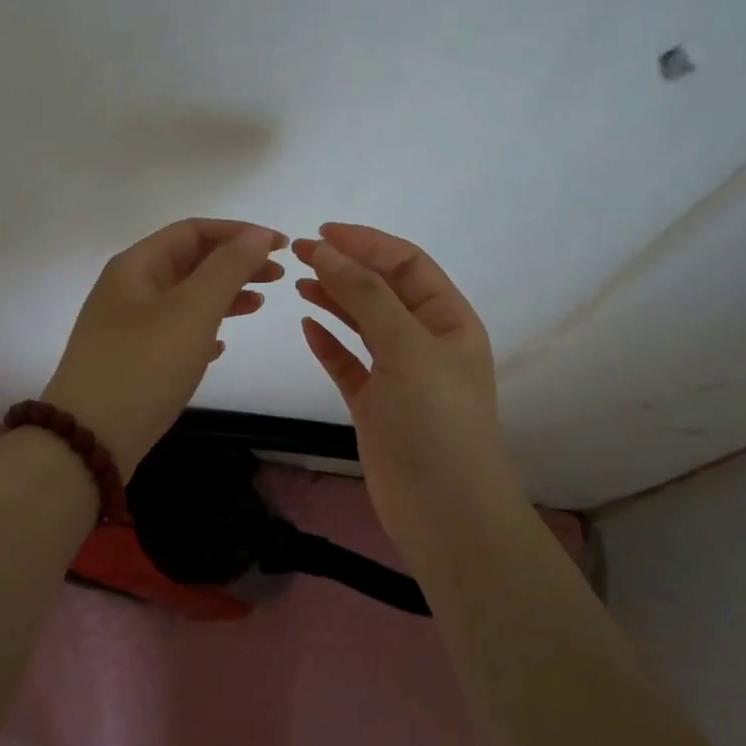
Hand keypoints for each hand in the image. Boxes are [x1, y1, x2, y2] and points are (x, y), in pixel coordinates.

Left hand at [42, 218, 288, 478]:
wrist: (90, 439)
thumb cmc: (144, 365)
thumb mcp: (192, 310)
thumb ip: (228, 268)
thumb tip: (257, 236)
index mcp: (137, 266)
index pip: (193, 231)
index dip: (239, 232)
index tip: (281, 246)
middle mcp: (128, 289)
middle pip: (189, 262)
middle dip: (235, 263)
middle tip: (278, 276)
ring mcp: (126, 327)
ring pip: (183, 298)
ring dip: (223, 296)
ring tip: (259, 305)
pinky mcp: (130, 361)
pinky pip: (173, 332)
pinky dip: (202, 330)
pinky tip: (221, 347)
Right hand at [293, 223, 525, 554]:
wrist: (445, 512)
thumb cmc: (435, 422)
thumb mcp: (407, 348)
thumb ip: (366, 296)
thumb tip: (328, 250)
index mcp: (448, 320)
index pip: (407, 265)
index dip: (367, 243)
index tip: (322, 232)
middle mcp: (425, 341)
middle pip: (382, 290)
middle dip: (345, 267)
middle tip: (299, 254)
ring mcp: (398, 375)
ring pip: (362, 324)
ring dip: (333, 299)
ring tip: (298, 282)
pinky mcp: (374, 404)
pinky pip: (348, 363)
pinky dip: (328, 343)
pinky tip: (306, 326)